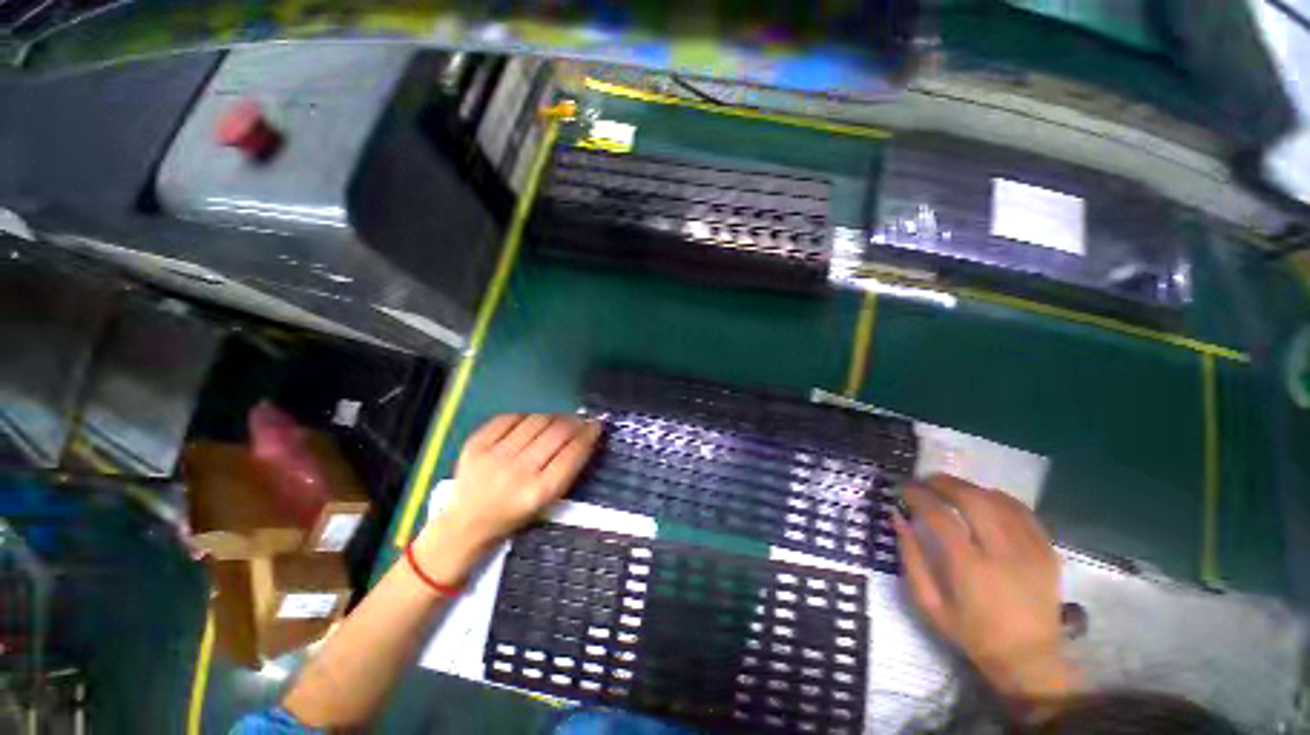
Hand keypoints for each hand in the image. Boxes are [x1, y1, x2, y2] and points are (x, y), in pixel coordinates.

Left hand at [426, 414, 600, 558]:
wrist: (467, 523)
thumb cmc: (514, 515)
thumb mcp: (547, 501)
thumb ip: (568, 469)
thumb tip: (586, 434)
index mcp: (539, 492)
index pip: (573, 453)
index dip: (589, 434)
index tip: (597, 425)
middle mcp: (518, 472)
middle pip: (557, 432)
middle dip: (575, 422)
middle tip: (580, 420)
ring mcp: (494, 455)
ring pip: (536, 420)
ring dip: (554, 416)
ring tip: (558, 420)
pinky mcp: (476, 444)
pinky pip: (510, 417)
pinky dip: (526, 416)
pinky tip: (531, 422)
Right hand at [893, 475, 1076, 708]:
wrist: (1029, 659)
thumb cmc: (972, 633)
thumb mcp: (929, 603)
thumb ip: (910, 557)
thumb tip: (897, 517)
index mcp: (970, 569)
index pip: (940, 516)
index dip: (918, 496)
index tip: (904, 489)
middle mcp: (1003, 553)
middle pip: (973, 499)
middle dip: (944, 483)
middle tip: (926, 481)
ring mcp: (1030, 551)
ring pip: (998, 500)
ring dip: (970, 488)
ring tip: (951, 488)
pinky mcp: (1048, 551)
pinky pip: (1023, 512)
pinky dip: (999, 498)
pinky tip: (984, 499)